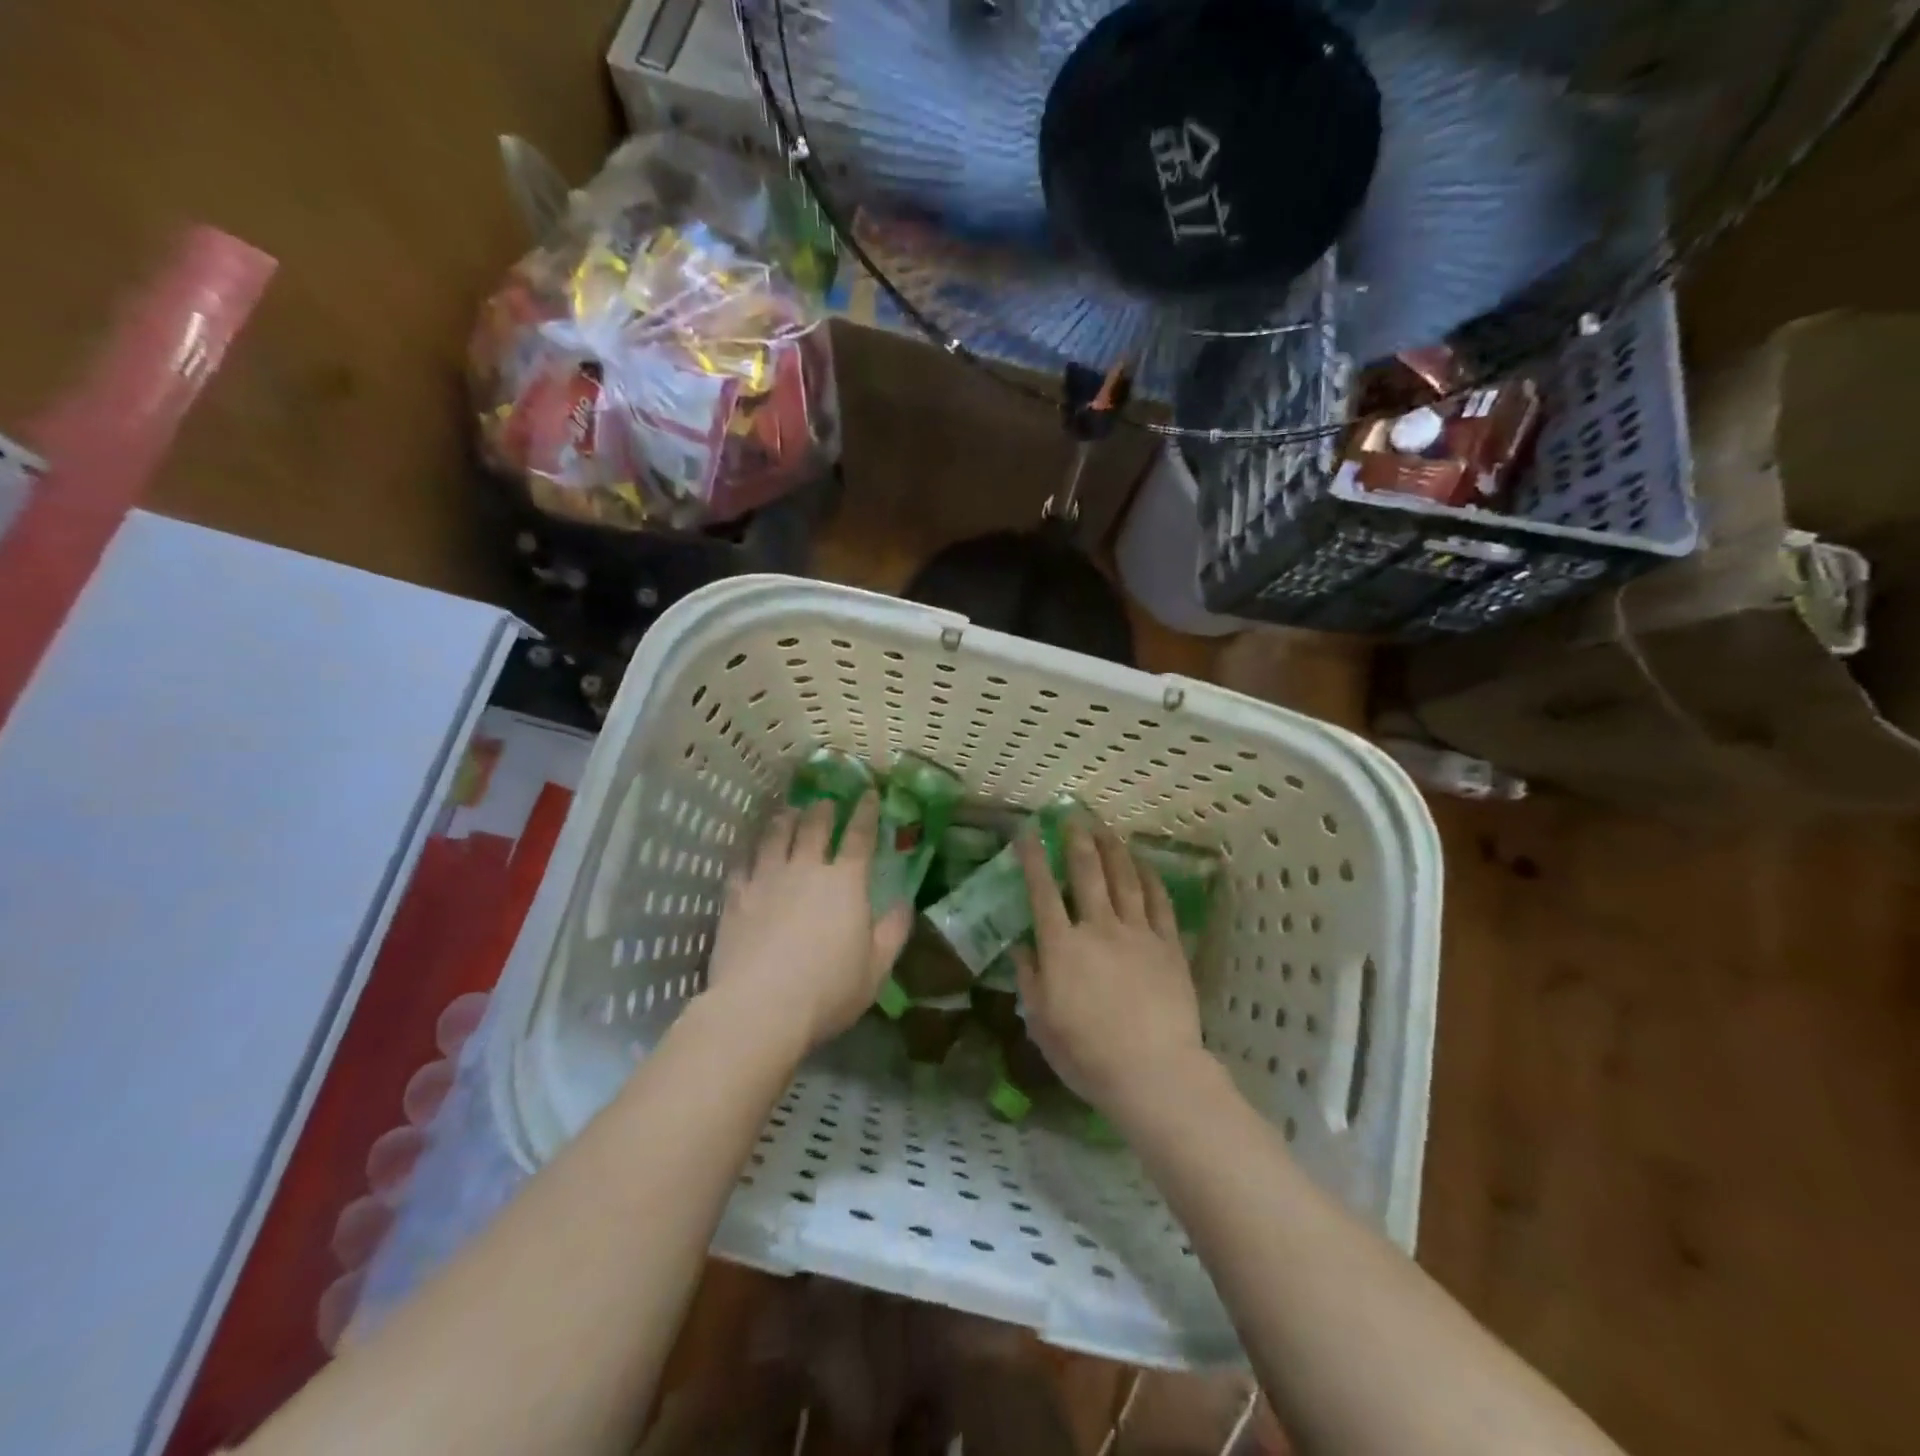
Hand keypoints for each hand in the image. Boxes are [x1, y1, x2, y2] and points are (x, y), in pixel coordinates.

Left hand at [706, 793, 911, 1058]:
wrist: (761, 1008)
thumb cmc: (828, 991)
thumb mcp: (876, 969)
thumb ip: (893, 932)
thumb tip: (904, 903)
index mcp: (845, 883)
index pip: (859, 837)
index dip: (865, 813)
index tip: (867, 794)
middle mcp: (806, 870)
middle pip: (814, 827)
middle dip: (823, 809)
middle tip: (825, 799)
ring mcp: (767, 880)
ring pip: (775, 837)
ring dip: (785, 820)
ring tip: (788, 812)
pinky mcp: (736, 898)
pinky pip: (742, 864)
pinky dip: (748, 852)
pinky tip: (749, 851)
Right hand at [1013, 821, 1205, 1113]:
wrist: (1153, 1072)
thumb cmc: (1087, 1054)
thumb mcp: (1042, 1022)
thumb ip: (1030, 979)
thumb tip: (1021, 946)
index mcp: (1062, 946)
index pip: (1042, 891)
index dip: (1033, 858)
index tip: (1027, 832)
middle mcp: (1098, 928)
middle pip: (1087, 873)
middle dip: (1077, 841)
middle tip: (1072, 817)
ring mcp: (1137, 933)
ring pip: (1124, 879)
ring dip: (1113, 850)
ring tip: (1107, 829)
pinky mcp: (1169, 945)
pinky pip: (1159, 903)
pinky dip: (1150, 878)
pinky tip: (1145, 864)